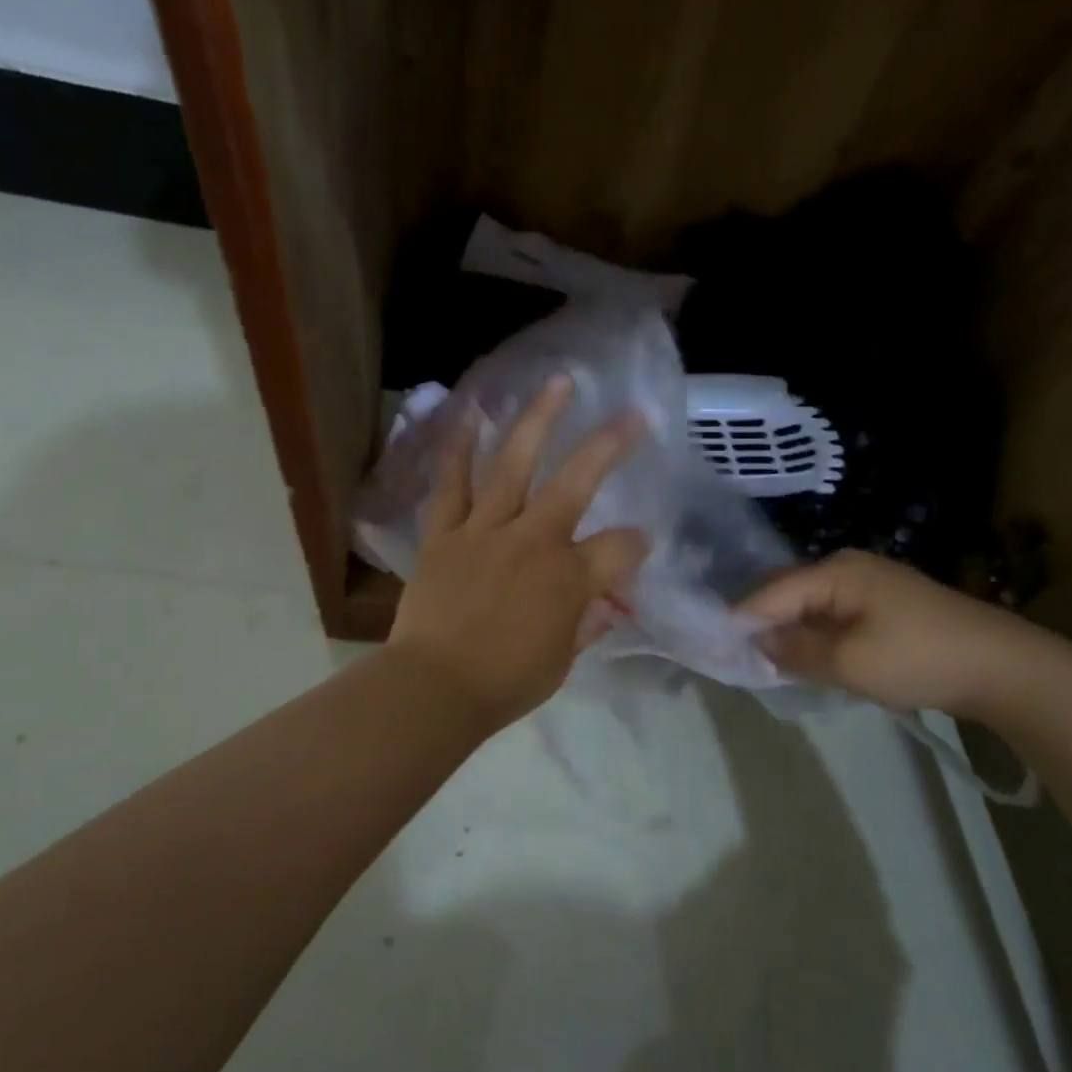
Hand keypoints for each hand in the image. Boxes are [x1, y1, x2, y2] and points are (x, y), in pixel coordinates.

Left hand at [388, 375, 648, 730]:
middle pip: (576, 482)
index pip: (620, 547)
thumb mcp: (562, 660)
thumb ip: (587, 623)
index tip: (637, 547)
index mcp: (569, 579)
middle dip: (609, 446)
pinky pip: (453, 484)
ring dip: (538, 420)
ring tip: (558, 382)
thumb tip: (606, 604)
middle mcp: (533, 541)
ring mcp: (485, 530)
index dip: (636, 545)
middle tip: (632, 414)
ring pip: (514, 464)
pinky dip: (460, 449)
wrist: (434, 688)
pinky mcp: (445, 533)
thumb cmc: (505, 682)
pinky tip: (472, 414)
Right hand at [739, 550, 1043, 716]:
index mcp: (835, 571)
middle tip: (735, 660)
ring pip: (811, 609)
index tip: (712, 650)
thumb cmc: (918, 658)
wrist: (1003, 667)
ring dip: (790, 636)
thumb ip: (795, 651)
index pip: (769, 593)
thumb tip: (758, 642)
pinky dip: (818, 638)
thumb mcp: (848, 661)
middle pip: (788, 596)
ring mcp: (870, 585)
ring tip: (765, 664)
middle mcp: (848, 568)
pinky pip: (835, 618)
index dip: (739, 622)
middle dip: (762, 627)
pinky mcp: (886, 606)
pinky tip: (809, 660)